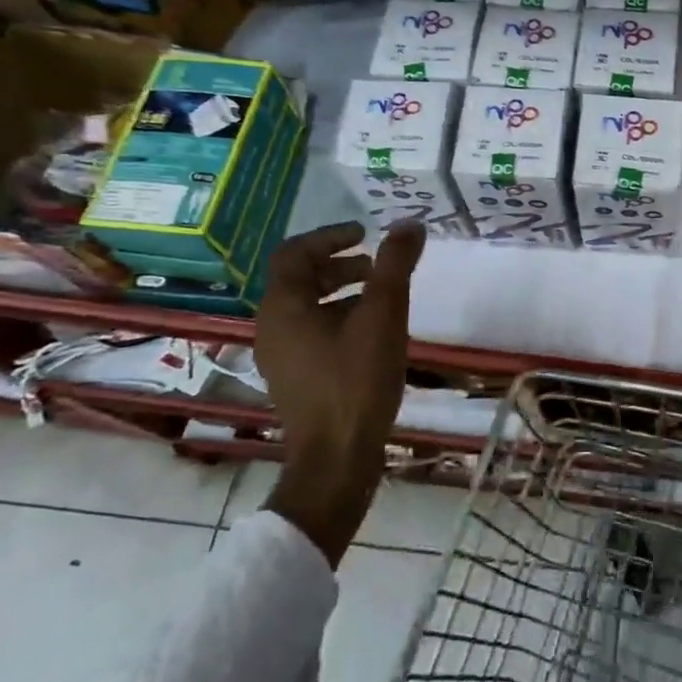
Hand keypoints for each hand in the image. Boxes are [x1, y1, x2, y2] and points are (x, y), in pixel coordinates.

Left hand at [254, 220, 425, 563]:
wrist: (337, 459)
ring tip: (381, 298)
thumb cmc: (356, 380)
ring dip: (342, 292)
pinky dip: (339, 319)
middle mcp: (272, 327)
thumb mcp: (383, 315)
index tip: (365, 234)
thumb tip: (409, 223)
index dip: (330, 236)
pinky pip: (312, 333)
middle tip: (377, 267)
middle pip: (300, 279)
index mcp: (283, 307)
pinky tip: (372, 335)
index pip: (295, 252)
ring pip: (307, 308)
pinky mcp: (294, 379)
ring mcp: (280, 357)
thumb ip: (395, 265)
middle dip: (340, 265)